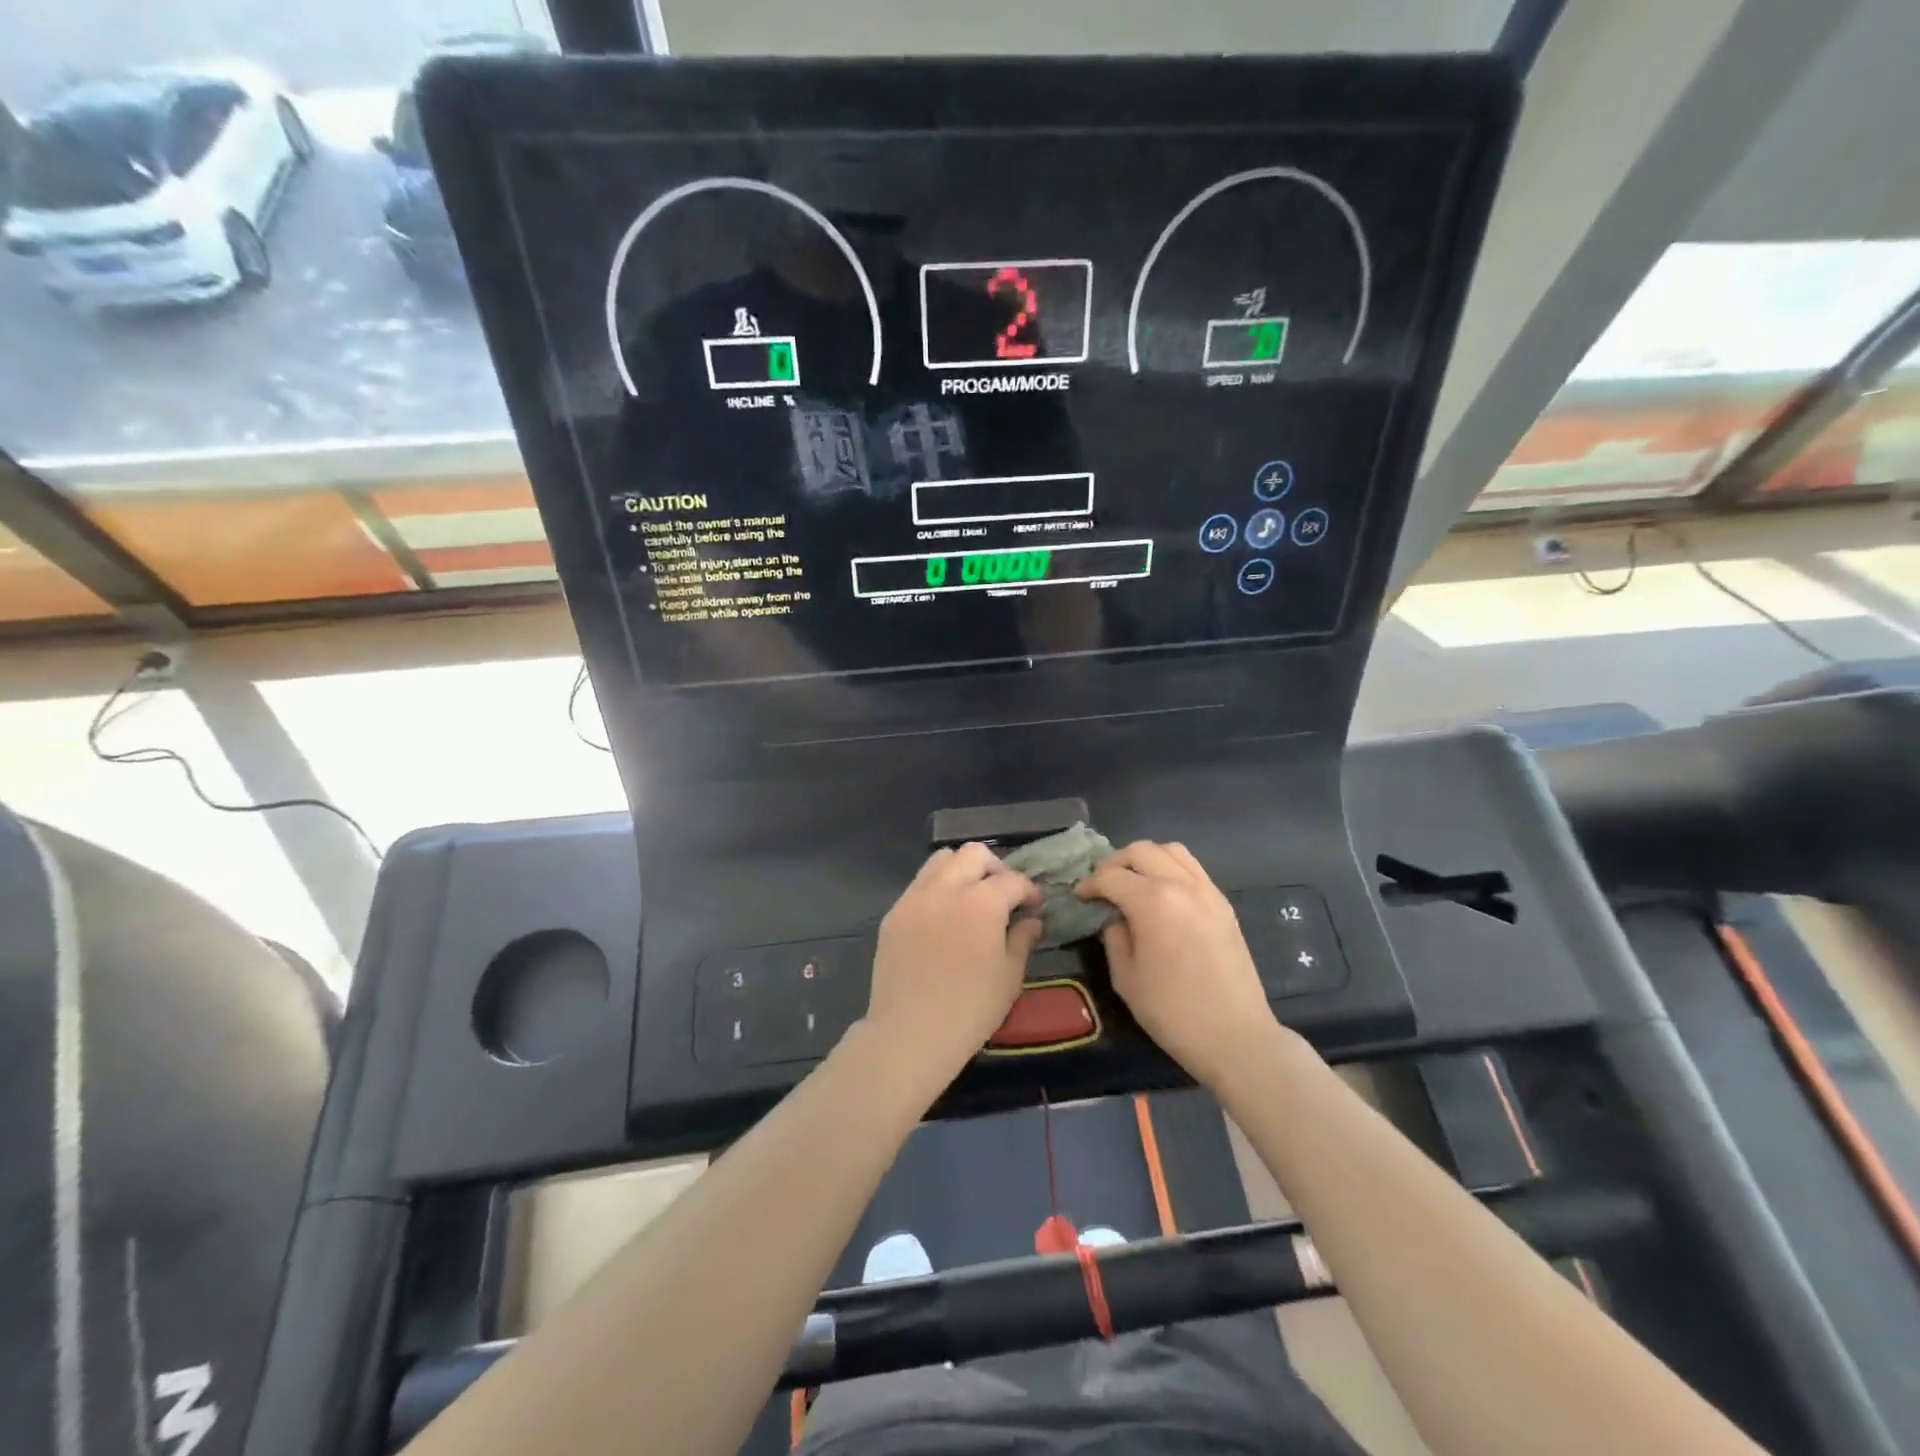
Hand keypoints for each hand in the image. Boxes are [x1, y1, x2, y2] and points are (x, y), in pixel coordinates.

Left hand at [866, 843, 1043, 1082]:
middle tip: (1003, 896)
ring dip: (962, 870)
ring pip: (941, 860)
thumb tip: (1032, 920)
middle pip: (974, 854)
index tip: (1033, 908)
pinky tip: (943, 918)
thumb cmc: (970, 1009)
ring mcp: (915, 898)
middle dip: (995, 868)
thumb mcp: (1009, 977)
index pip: (1012, 880)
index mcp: (982, 902)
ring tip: (970, 898)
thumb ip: (1023, 939)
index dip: (1029, 891)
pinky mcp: (894, 913)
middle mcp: (947, 889)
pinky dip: (937, 888)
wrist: (910, 1033)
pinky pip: (919, 884)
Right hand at [1076, 841, 1278, 1086]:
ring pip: (1171, 850)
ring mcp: (1207, 891)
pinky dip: (1171, 868)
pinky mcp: (1224, 904)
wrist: (1236, 1036)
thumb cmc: (1173, 1012)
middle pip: (1141, 851)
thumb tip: (1114, 917)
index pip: (1111, 876)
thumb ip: (1114, 938)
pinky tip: (1162, 894)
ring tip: (1132, 881)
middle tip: (1102, 885)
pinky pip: (1193, 868)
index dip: (1090, 884)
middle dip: (1115, 863)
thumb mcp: (1126, 978)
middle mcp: (1181, 885)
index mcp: (1153, 902)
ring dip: (1146, 859)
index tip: (1079, 896)